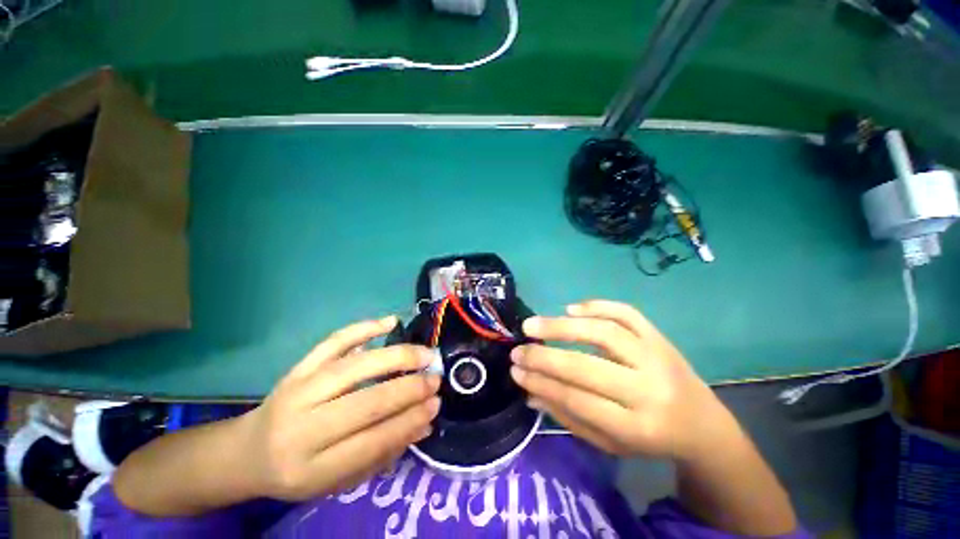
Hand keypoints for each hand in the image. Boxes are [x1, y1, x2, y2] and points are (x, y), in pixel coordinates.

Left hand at [239, 316, 440, 499]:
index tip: (435, 405)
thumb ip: (382, 453)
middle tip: (435, 379)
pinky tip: (391, 322)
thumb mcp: (338, 480)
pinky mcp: (299, 367)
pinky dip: (364, 328)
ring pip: (354, 367)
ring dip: (396, 358)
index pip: (371, 442)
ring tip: (425, 354)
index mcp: (311, 469)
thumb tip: (424, 423)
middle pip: (365, 403)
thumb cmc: (299, 472)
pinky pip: (334, 342)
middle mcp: (301, 428)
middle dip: (408, 389)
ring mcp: (298, 389)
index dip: (408, 421)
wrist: (247, 453)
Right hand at [510, 300, 738, 460]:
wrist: (702, 425)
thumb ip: (568, 415)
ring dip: (562, 326)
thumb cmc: (650, 439)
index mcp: (637, 427)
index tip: (515, 370)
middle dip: (544, 356)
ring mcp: (656, 356)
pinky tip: (571, 308)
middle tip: (518, 349)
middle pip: (587, 366)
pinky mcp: (659, 336)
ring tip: (533, 324)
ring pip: (604, 332)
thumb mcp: (609, 442)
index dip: (541, 382)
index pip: (577, 398)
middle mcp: (649, 389)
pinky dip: (597, 305)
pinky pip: (626, 313)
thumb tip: (530, 390)